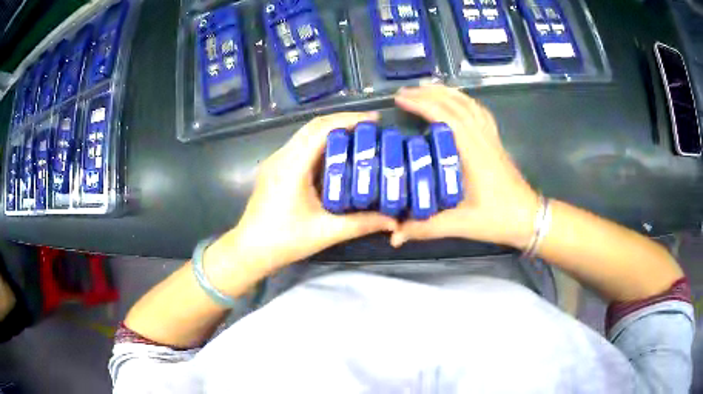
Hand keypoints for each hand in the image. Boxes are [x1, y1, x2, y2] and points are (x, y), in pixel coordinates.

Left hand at [205, 112, 397, 289]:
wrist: (250, 250)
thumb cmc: (285, 241)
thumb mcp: (326, 233)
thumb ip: (361, 224)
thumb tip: (394, 221)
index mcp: (292, 166)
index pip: (321, 130)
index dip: (349, 120)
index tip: (374, 120)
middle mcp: (281, 156)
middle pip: (313, 126)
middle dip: (343, 122)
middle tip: (371, 128)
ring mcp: (276, 161)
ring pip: (306, 135)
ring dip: (332, 132)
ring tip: (359, 137)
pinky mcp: (275, 169)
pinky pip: (301, 147)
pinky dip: (321, 144)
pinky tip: (337, 156)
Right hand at [391, 85, 538, 248]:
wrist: (529, 218)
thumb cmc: (498, 219)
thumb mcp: (461, 225)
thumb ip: (426, 229)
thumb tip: (394, 237)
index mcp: (473, 153)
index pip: (447, 117)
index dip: (422, 104)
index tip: (400, 99)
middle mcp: (482, 138)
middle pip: (456, 104)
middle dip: (429, 93)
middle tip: (404, 92)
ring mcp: (491, 138)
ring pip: (469, 104)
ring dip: (446, 93)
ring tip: (424, 88)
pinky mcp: (495, 141)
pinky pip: (479, 111)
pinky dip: (463, 101)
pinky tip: (454, 101)